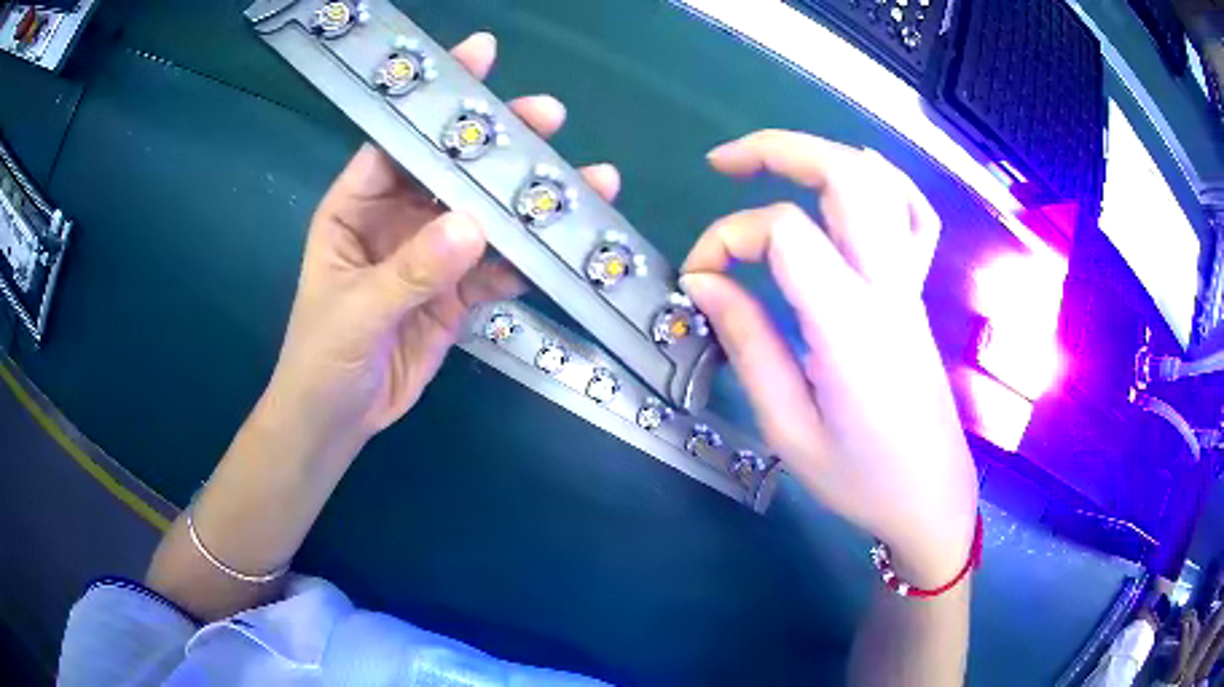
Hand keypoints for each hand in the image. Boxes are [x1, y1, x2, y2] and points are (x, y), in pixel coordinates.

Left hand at [261, 32, 620, 461]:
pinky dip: (528, 258)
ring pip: (486, 216)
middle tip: (549, 116)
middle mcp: (397, 219)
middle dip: (498, 141)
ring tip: (585, 182)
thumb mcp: (355, 311)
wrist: (338, 421)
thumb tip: (473, 226)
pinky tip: (564, 247)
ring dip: (529, 202)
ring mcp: (432, 255)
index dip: (437, 99)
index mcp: (356, 205)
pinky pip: (498, 267)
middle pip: (452, 169)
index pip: (398, 140)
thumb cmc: (322, 359)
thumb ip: (410, 270)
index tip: (481, 57)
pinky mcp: (457, 293)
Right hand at [681, 130, 977, 586]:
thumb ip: (748, 344)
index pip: (785, 233)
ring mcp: (911, 285)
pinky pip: (914, 215)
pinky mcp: (918, 292)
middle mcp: (888, 288)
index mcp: (852, 327)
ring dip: (823, 155)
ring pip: (881, 182)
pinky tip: (850, 182)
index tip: (699, 279)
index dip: (728, 238)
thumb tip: (705, 282)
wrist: (930, 499)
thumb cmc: (859, 480)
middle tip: (722, 162)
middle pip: (846, 175)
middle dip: (778, 149)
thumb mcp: (788, 429)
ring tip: (773, 164)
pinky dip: (881, 181)